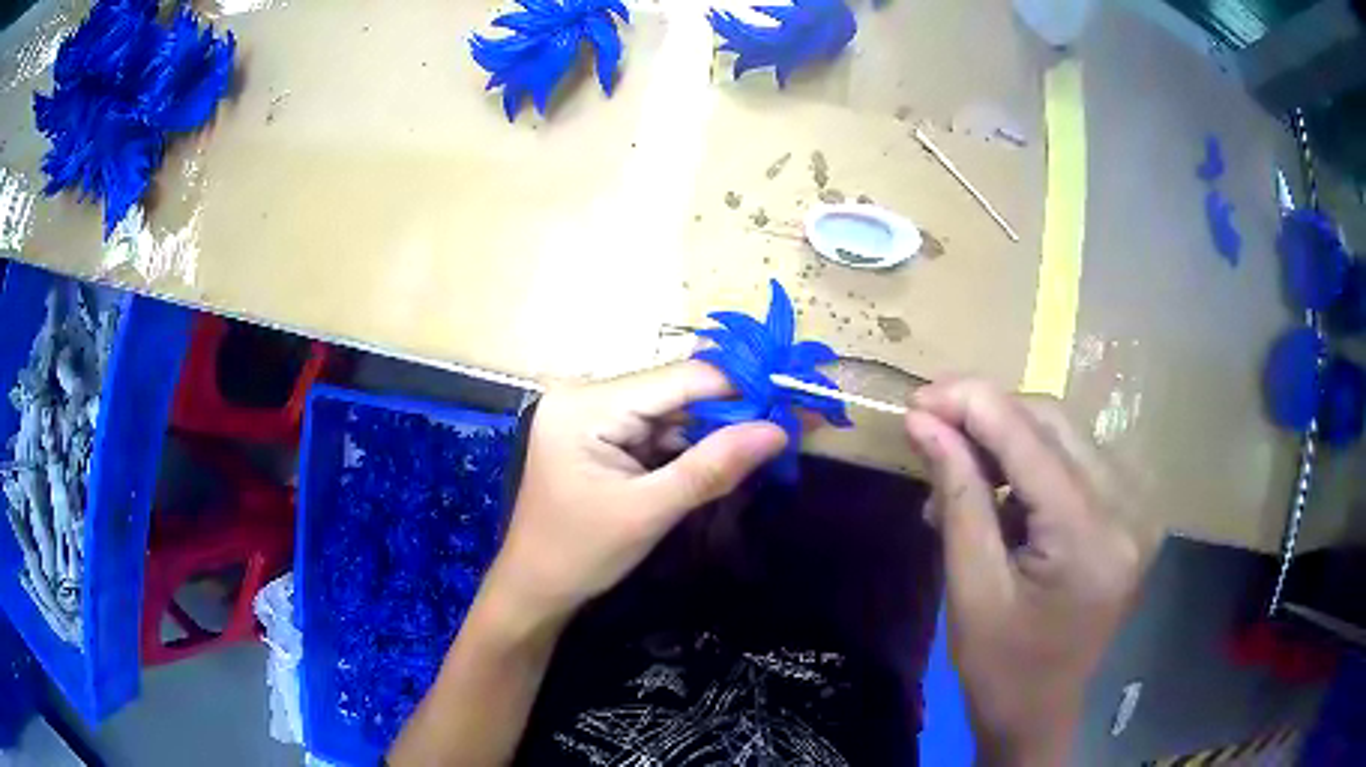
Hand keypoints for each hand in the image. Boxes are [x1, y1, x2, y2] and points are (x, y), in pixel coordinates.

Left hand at [482, 361, 787, 628]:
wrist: (536, 589)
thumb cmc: (581, 554)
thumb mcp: (649, 512)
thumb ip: (713, 467)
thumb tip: (778, 430)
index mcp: (586, 404)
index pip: (678, 379)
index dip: (740, 387)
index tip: (793, 399)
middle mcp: (587, 395)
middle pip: (675, 391)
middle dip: (732, 411)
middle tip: (790, 423)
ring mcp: (592, 415)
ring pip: (671, 412)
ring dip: (715, 430)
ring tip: (769, 440)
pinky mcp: (600, 436)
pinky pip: (657, 431)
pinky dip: (691, 446)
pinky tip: (726, 455)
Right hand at [904, 380, 1154, 765]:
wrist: (1040, 711)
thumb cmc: (999, 666)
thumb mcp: (970, 588)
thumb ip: (957, 495)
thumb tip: (923, 422)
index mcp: (1090, 538)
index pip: (1031, 440)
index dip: (972, 405)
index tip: (917, 396)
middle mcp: (1129, 509)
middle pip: (1055, 423)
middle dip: (989, 414)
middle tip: (931, 425)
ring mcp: (1138, 509)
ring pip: (1066, 434)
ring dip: (1008, 438)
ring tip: (959, 471)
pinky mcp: (1131, 513)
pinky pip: (1077, 460)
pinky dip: (1032, 461)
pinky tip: (999, 490)